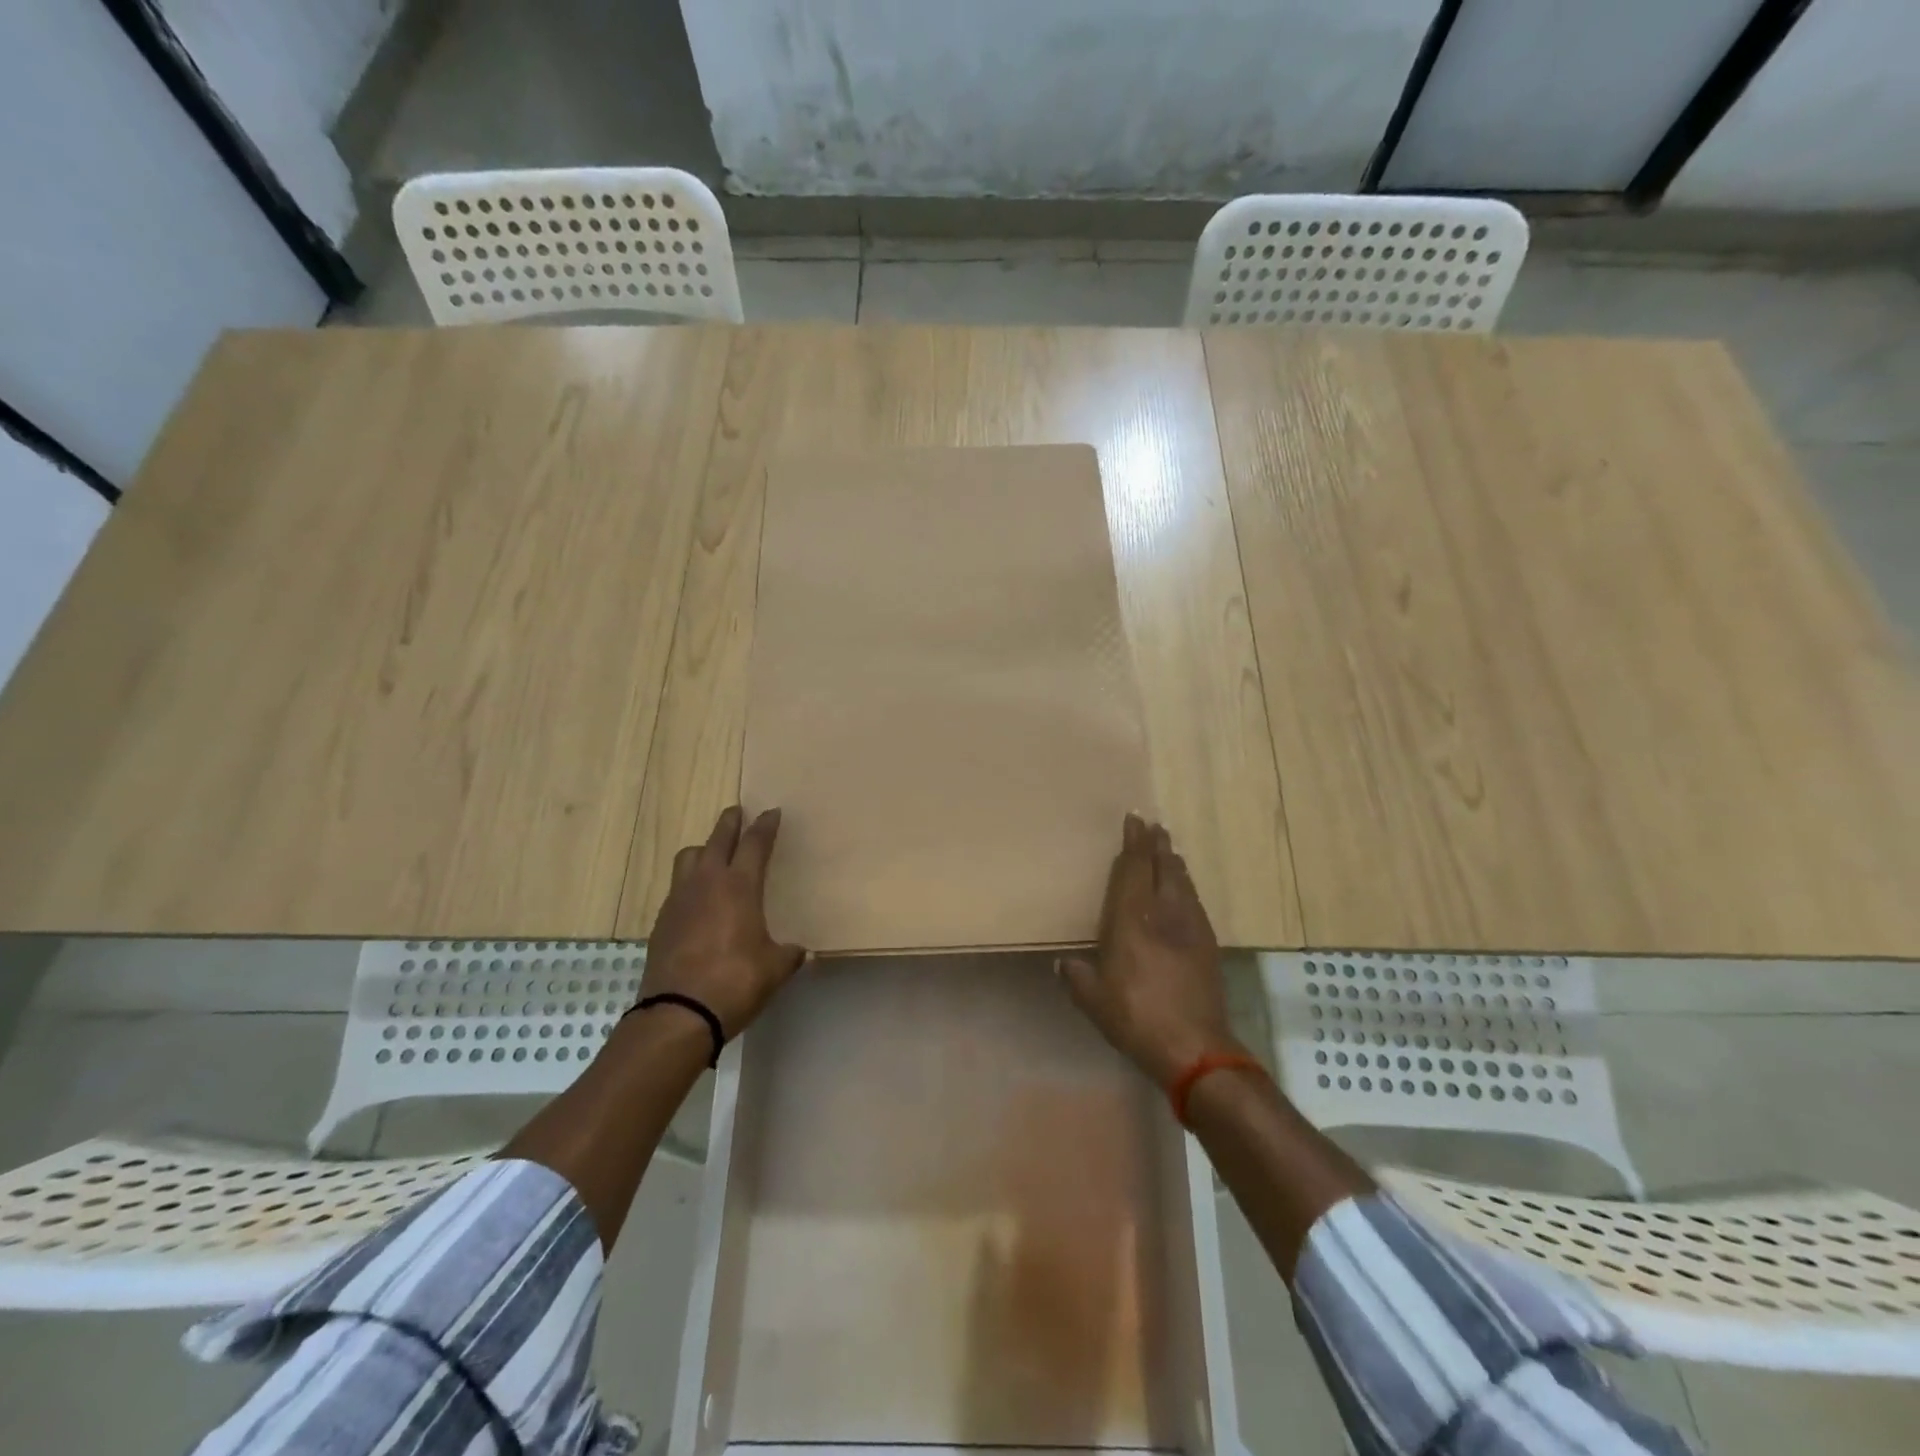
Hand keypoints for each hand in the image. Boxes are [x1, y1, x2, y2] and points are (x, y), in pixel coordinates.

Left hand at [640, 806, 806, 1037]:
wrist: (678, 1013)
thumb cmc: (735, 982)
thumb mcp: (775, 968)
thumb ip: (789, 953)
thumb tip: (800, 951)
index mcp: (739, 887)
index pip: (754, 844)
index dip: (765, 826)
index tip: (772, 812)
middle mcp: (706, 884)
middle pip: (717, 839)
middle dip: (730, 823)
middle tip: (737, 811)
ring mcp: (679, 901)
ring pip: (688, 858)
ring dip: (703, 849)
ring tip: (712, 854)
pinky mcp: (662, 922)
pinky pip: (677, 888)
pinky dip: (689, 883)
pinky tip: (698, 900)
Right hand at [1058, 814, 1240, 1086]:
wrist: (1196, 1047)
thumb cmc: (1137, 1020)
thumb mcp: (1094, 1001)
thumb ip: (1076, 977)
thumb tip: (1064, 962)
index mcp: (1131, 923)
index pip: (1133, 871)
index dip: (1133, 844)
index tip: (1134, 821)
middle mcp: (1163, 915)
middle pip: (1162, 868)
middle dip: (1156, 845)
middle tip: (1154, 825)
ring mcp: (1190, 928)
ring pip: (1182, 883)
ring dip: (1173, 862)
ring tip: (1168, 849)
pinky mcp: (1207, 945)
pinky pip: (1194, 902)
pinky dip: (1186, 886)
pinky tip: (1184, 889)